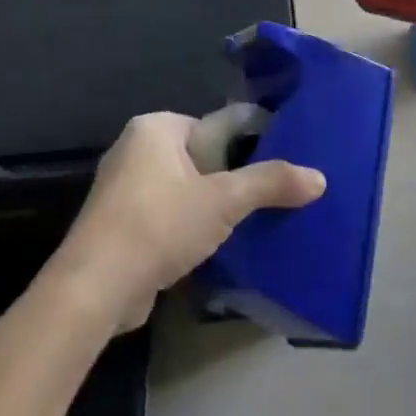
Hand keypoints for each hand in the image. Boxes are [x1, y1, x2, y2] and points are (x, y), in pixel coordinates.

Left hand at [51, 112, 325, 331]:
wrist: (95, 289)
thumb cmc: (159, 225)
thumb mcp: (224, 201)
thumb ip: (270, 184)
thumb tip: (320, 178)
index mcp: (155, 127)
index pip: (213, 126)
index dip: (245, 148)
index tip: (273, 172)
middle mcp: (134, 148)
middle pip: (199, 158)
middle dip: (227, 181)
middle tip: (260, 203)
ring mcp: (122, 188)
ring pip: (182, 189)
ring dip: (207, 208)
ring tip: (242, 226)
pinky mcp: (118, 225)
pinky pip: (165, 215)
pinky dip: (185, 228)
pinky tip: (208, 248)